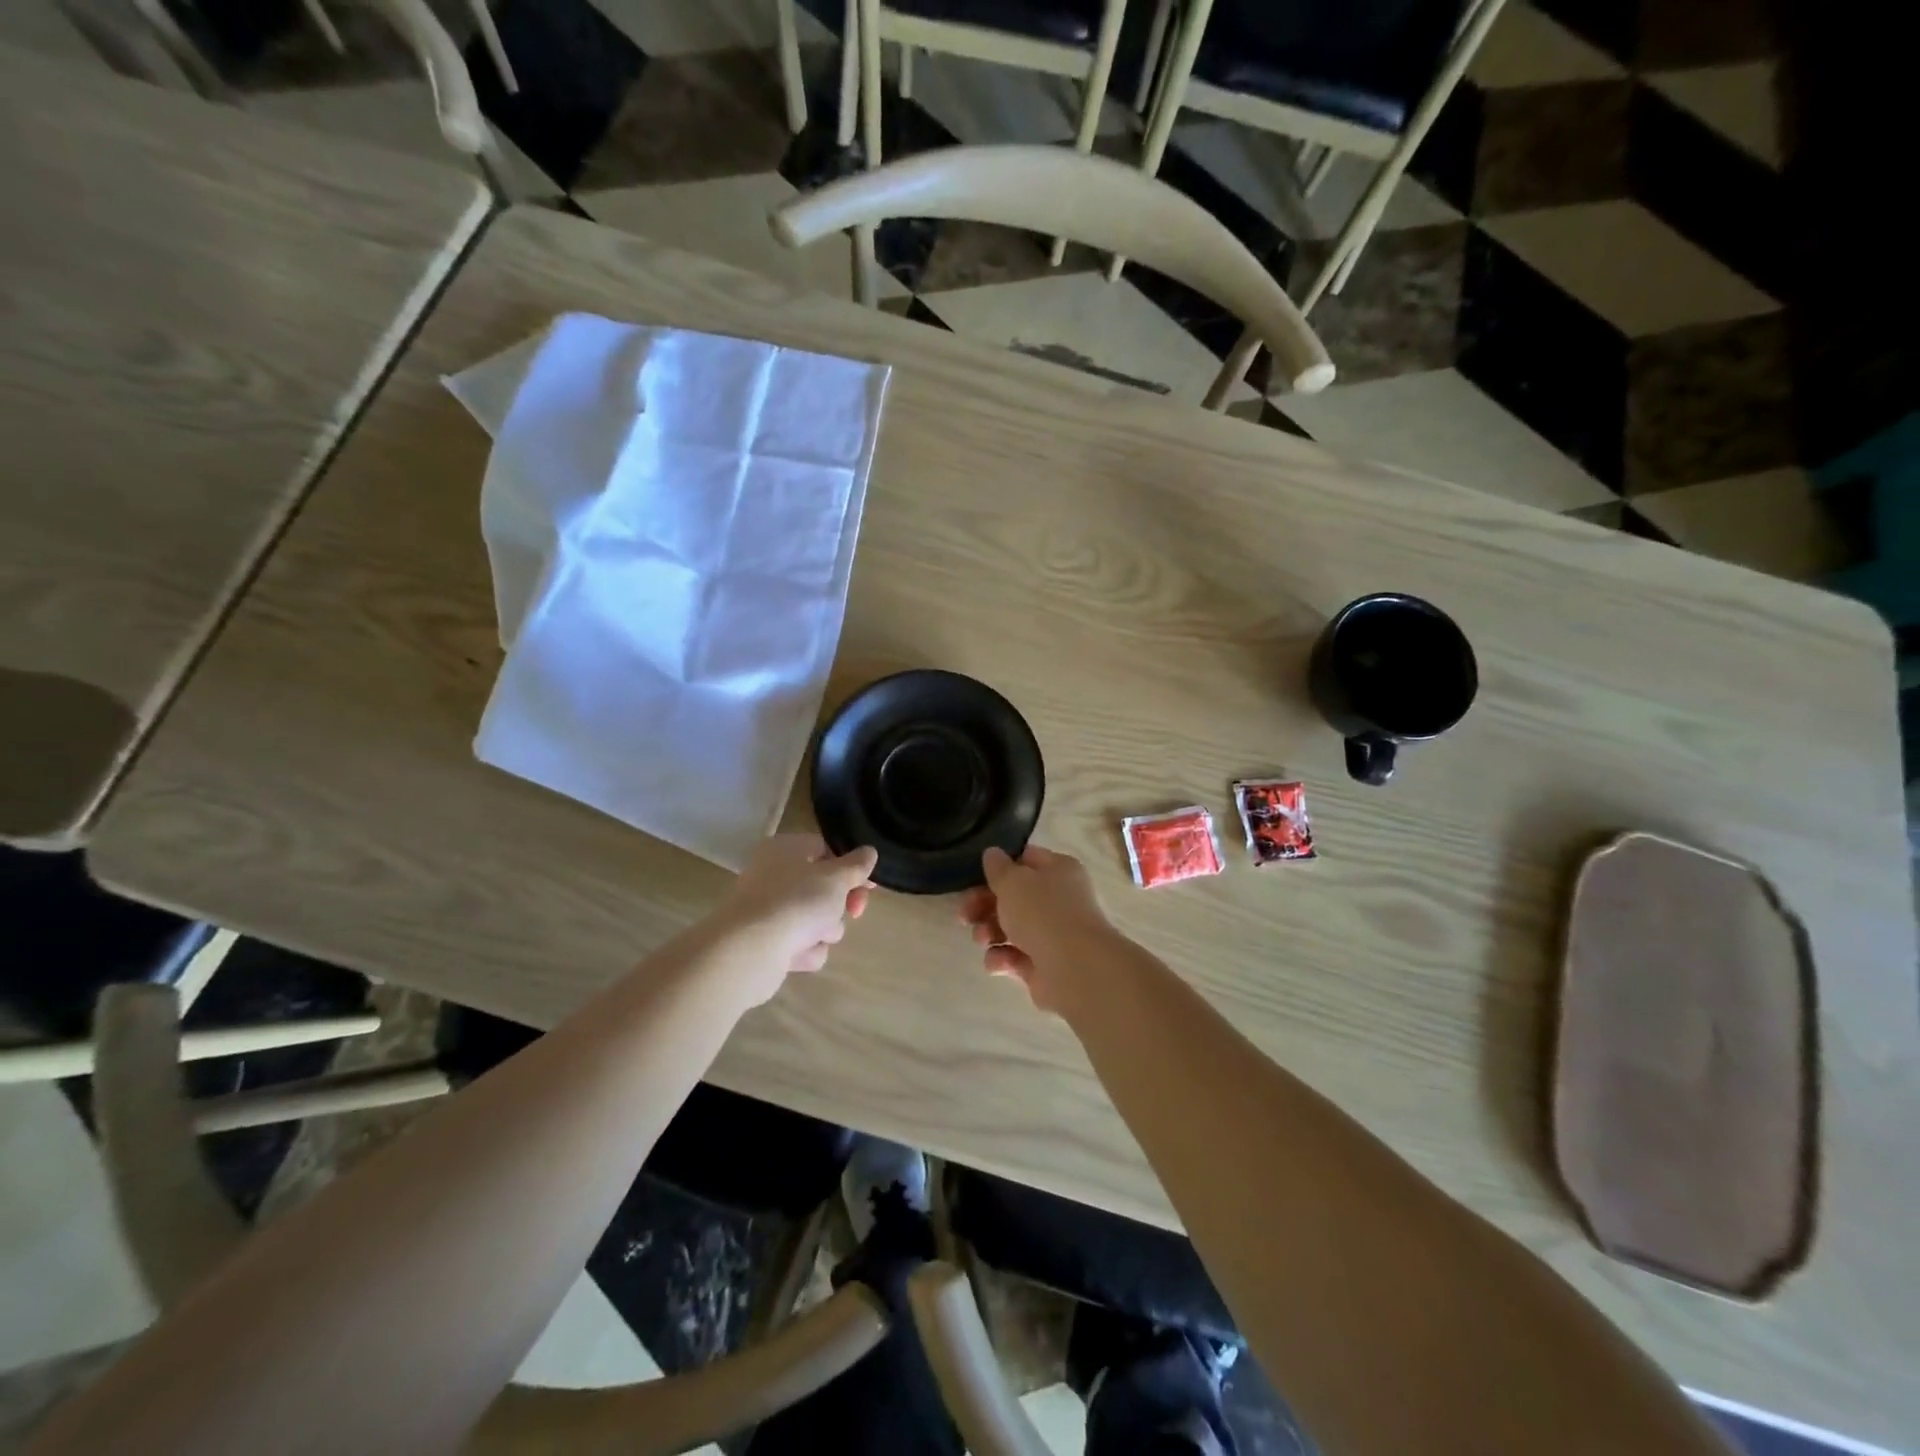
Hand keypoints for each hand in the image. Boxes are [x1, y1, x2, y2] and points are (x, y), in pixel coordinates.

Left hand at [712, 834, 877, 998]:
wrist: (749, 950)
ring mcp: (768, 911)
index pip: (825, 849)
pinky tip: (796, 953)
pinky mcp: (766, 943)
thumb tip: (869, 852)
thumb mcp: (836, 878)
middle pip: (822, 887)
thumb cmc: (796, 901)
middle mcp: (773, 875)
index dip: (851, 867)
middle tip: (854, 912)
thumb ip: (857, 865)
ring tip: (813, 936)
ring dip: (825, 930)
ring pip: (815, 918)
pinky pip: (800, 943)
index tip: (869, 885)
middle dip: (839, 904)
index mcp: (785, 850)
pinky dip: (805, 950)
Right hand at [959, 845, 1115, 1011]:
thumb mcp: (1013, 882)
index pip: (1025, 860)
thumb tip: (993, 854)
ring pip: (1011, 928)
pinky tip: (996, 962)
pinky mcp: (1045, 966)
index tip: (975, 878)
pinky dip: (1002, 959)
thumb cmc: (1043, 913)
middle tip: (964, 915)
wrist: (1075, 969)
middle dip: (984, 905)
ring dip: (989, 932)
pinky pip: (1016, 958)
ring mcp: (1053, 934)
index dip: (999, 868)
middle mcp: (1059, 899)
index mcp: (1058, 870)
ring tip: (982, 939)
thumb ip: (998, 868)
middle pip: (1013, 897)